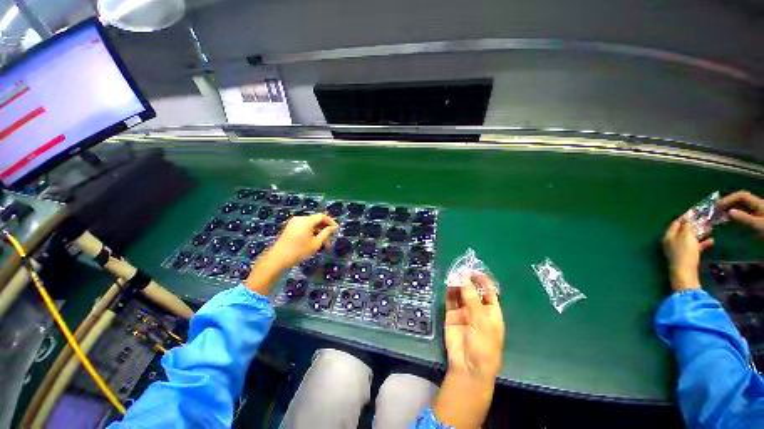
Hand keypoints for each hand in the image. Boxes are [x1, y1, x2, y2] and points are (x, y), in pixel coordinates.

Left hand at [268, 214, 337, 269]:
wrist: (278, 259)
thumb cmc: (299, 251)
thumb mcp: (316, 243)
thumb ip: (326, 233)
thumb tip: (333, 227)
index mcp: (306, 220)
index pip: (322, 216)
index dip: (331, 222)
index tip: (336, 229)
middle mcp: (300, 218)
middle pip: (316, 220)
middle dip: (324, 228)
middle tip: (330, 239)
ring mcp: (294, 223)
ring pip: (311, 224)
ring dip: (318, 231)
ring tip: (323, 243)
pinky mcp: (290, 228)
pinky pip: (304, 226)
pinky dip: (311, 232)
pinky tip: (314, 241)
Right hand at [433, 272, 503, 428]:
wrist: (468, 366)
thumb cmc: (483, 345)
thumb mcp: (481, 321)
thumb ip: (472, 299)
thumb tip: (464, 278)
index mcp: (491, 311)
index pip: (488, 291)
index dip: (482, 280)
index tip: (473, 270)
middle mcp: (478, 309)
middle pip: (473, 290)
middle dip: (468, 280)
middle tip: (460, 270)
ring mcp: (464, 311)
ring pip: (461, 293)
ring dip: (458, 284)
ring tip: (453, 276)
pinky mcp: (452, 314)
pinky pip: (451, 300)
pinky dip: (449, 292)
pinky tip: (448, 285)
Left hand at [662, 216, 713, 291]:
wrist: (685, 272)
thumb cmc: (685, 251)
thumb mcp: (687, 235)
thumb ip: (687, 225)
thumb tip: (688, 214)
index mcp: (668, 235)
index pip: (676, 223)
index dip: (685, 217)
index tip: (695, 211)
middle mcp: (671, 242)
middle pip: (683, 230)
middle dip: (694, 225)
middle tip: (705, 219)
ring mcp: (678, 249)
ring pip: (689, 238)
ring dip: (700, 233)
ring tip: (711, 228)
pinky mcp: (686, 257)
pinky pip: (694, 247)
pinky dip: (702, 243)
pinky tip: (712, 241)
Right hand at [718, 190, 763, 237]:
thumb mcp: (758, 225)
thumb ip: (745, 218)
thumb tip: (729, 212)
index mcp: (758, 203)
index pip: (740, 195)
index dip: (728, 198)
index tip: (717, 206)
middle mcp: (757, 204)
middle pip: (740, 200)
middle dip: (728, 203)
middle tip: (716, 210)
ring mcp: (758, 211)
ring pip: (742, 206)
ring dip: (730, 208)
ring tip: (721, 215)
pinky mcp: (757, 217)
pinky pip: (744, 212)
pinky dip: (735, 214)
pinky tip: (731, 219)